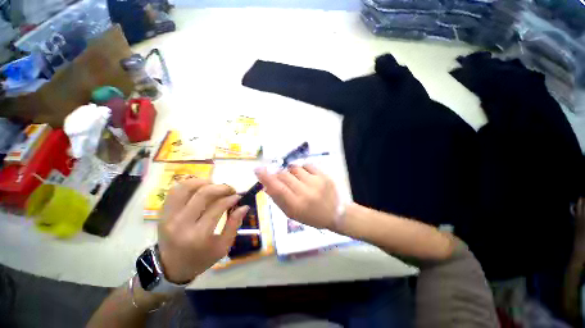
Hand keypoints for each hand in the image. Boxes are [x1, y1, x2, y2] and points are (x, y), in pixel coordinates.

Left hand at [157, 179, 247, 283]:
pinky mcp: (163, 212)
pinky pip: (175, 190)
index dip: (231, 198)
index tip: (238, 197)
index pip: (218, 206)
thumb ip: (234, 225)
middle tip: (230, 190)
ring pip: (186, 187)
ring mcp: (169, 216)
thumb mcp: (223, 247)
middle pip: (203, 193)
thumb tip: (244, 206)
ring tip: (215, 187)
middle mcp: (182, 223)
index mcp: (199, 235)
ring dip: (204, 182)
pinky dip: (190, 184)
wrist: (171, 267)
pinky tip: (201, 188)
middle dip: (221, 187)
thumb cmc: (201, 258)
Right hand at [255, 164, 338, 229]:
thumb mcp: (292, 214)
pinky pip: (307, 165)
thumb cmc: (311, 216)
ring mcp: (316, 182)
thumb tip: (267, 186)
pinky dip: (302, 168)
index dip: (266, 177)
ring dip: (291, 172)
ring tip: (296, 179)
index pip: (277, 188)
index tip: (257, 169)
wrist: (336, 213)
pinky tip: (305, 176)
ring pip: (295, 168)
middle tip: (280, 177)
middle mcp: (305, 193)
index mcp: (296, 205)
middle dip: (279, 174)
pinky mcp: (324, 175)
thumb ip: (278, 200)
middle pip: (284, 175)